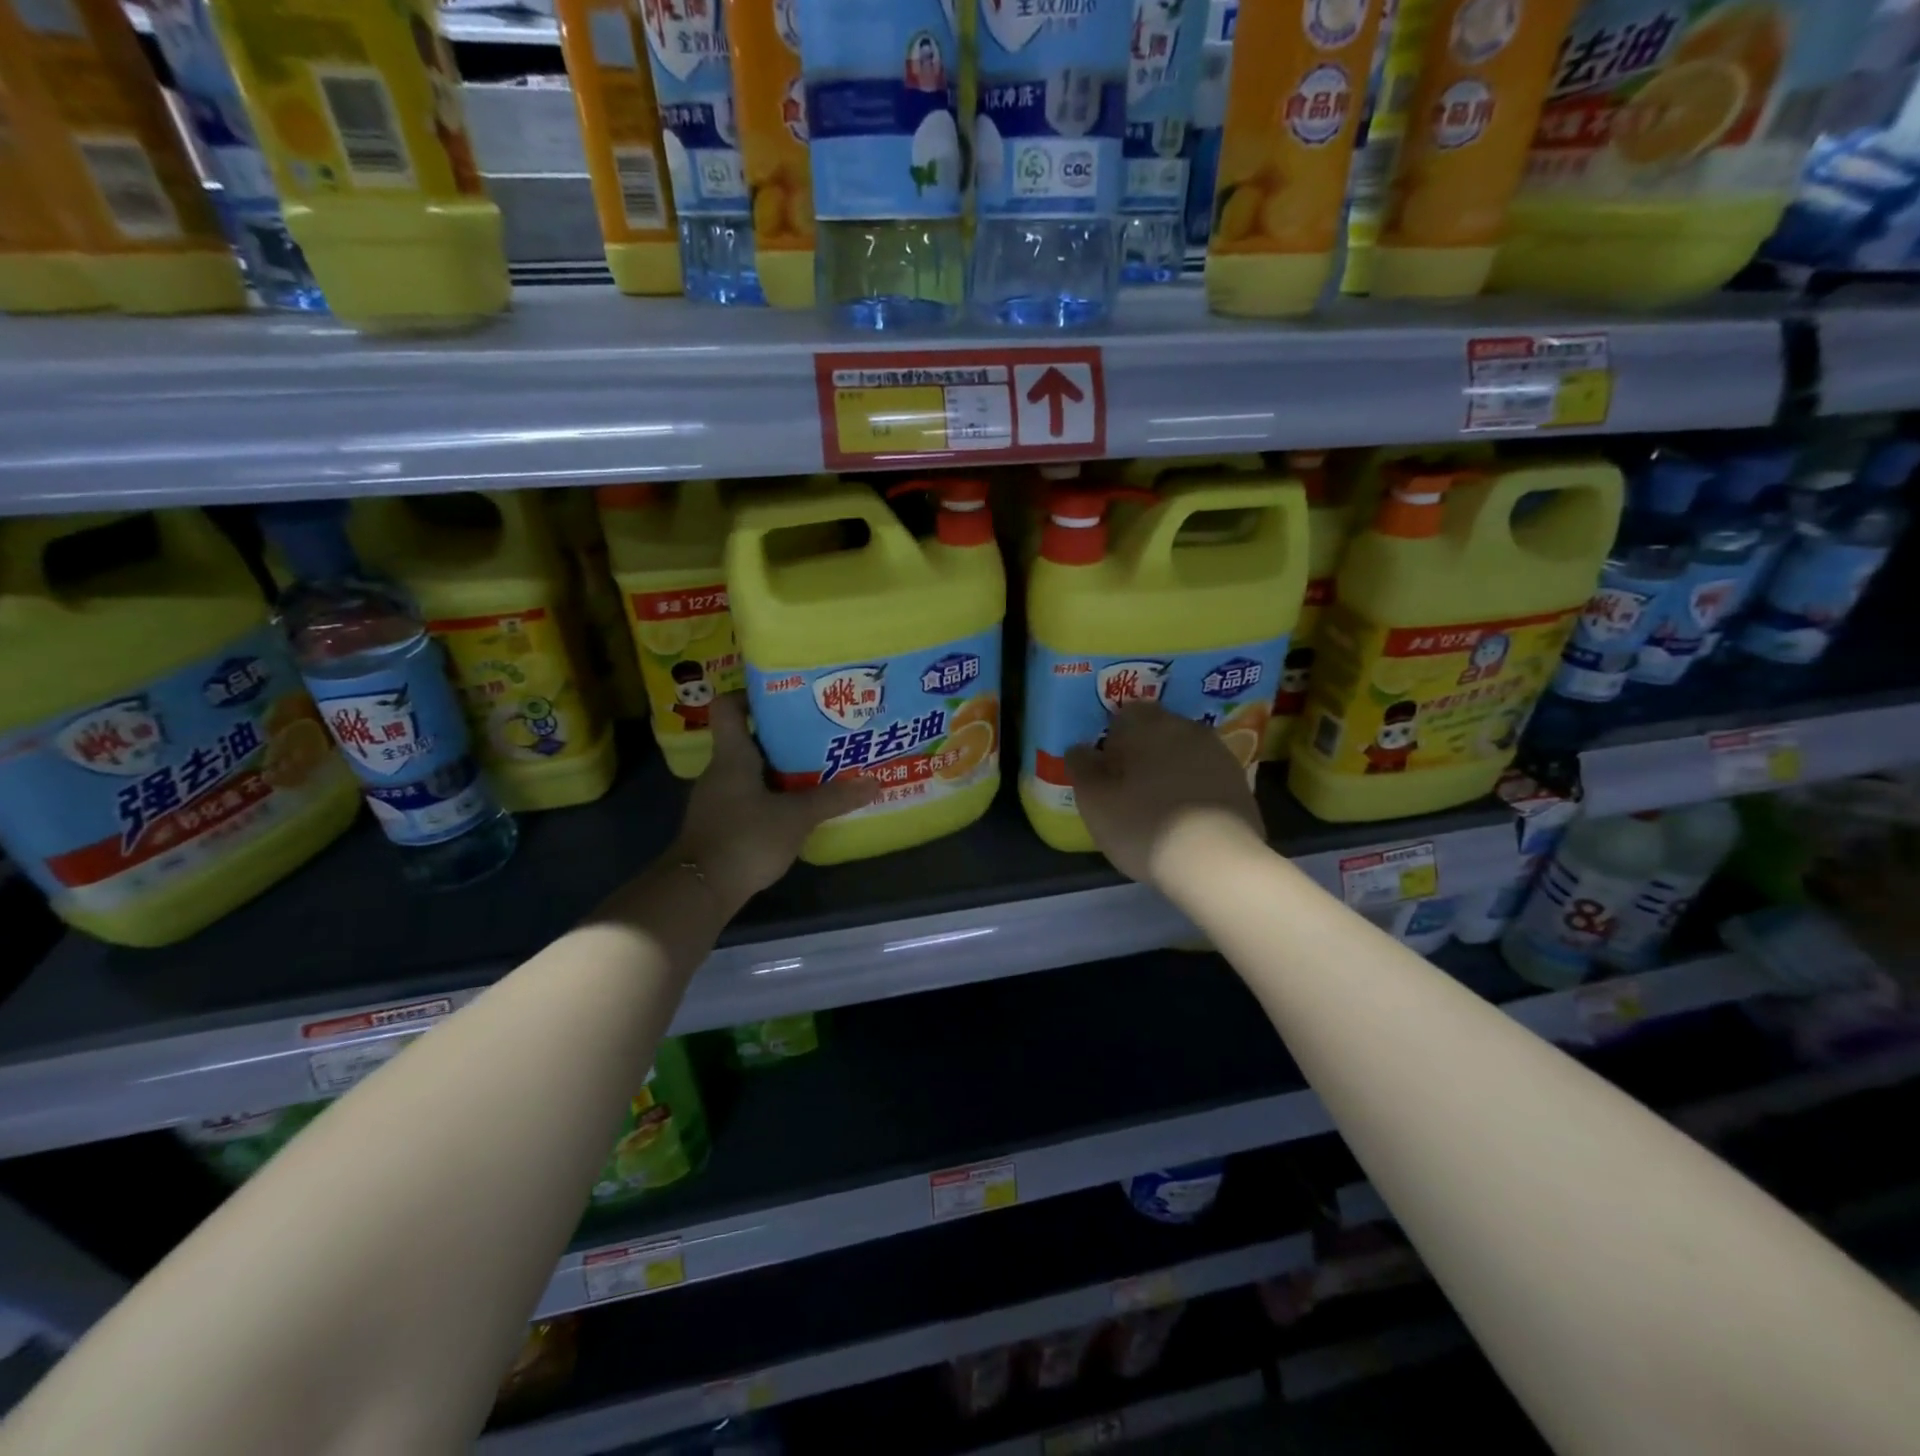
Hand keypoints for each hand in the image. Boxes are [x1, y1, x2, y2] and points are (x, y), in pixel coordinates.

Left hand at [673, 694, 877, 910]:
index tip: (784, 696)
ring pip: (751, 771)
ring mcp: (717, 800)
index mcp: (732, 756)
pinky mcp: (721, 824)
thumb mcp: (796, 817)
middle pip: (748, 739)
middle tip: (818, 733)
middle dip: (782, 735)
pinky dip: (772, 797)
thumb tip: (874, 782)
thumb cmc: (745, 838)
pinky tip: (798, 807)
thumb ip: (833, 798)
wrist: (700, 890)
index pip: (728, 707)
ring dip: (779, 769)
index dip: (751, 695)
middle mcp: (720, 771)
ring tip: (817, 768)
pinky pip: (749, 798)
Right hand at [1066, 704, 1265, 885]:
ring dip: (1171, 768)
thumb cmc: (1143, 825)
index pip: (1125, 713)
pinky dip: (1195, 788)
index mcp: (1148, 725)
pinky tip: (1186, 818)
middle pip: (1159, 730)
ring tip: (1158, 804)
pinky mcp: (1240, 782)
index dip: (1113, 739)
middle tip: (1129, 786)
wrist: (1215, 862)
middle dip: (1143, 750)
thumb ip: (1082, 768)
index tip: (1107, 768)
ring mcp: (1219, 754)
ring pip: (1185, 752)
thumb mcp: (1094, 801)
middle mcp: (1187, 728)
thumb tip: (1079, 748)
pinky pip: (1207, 776)